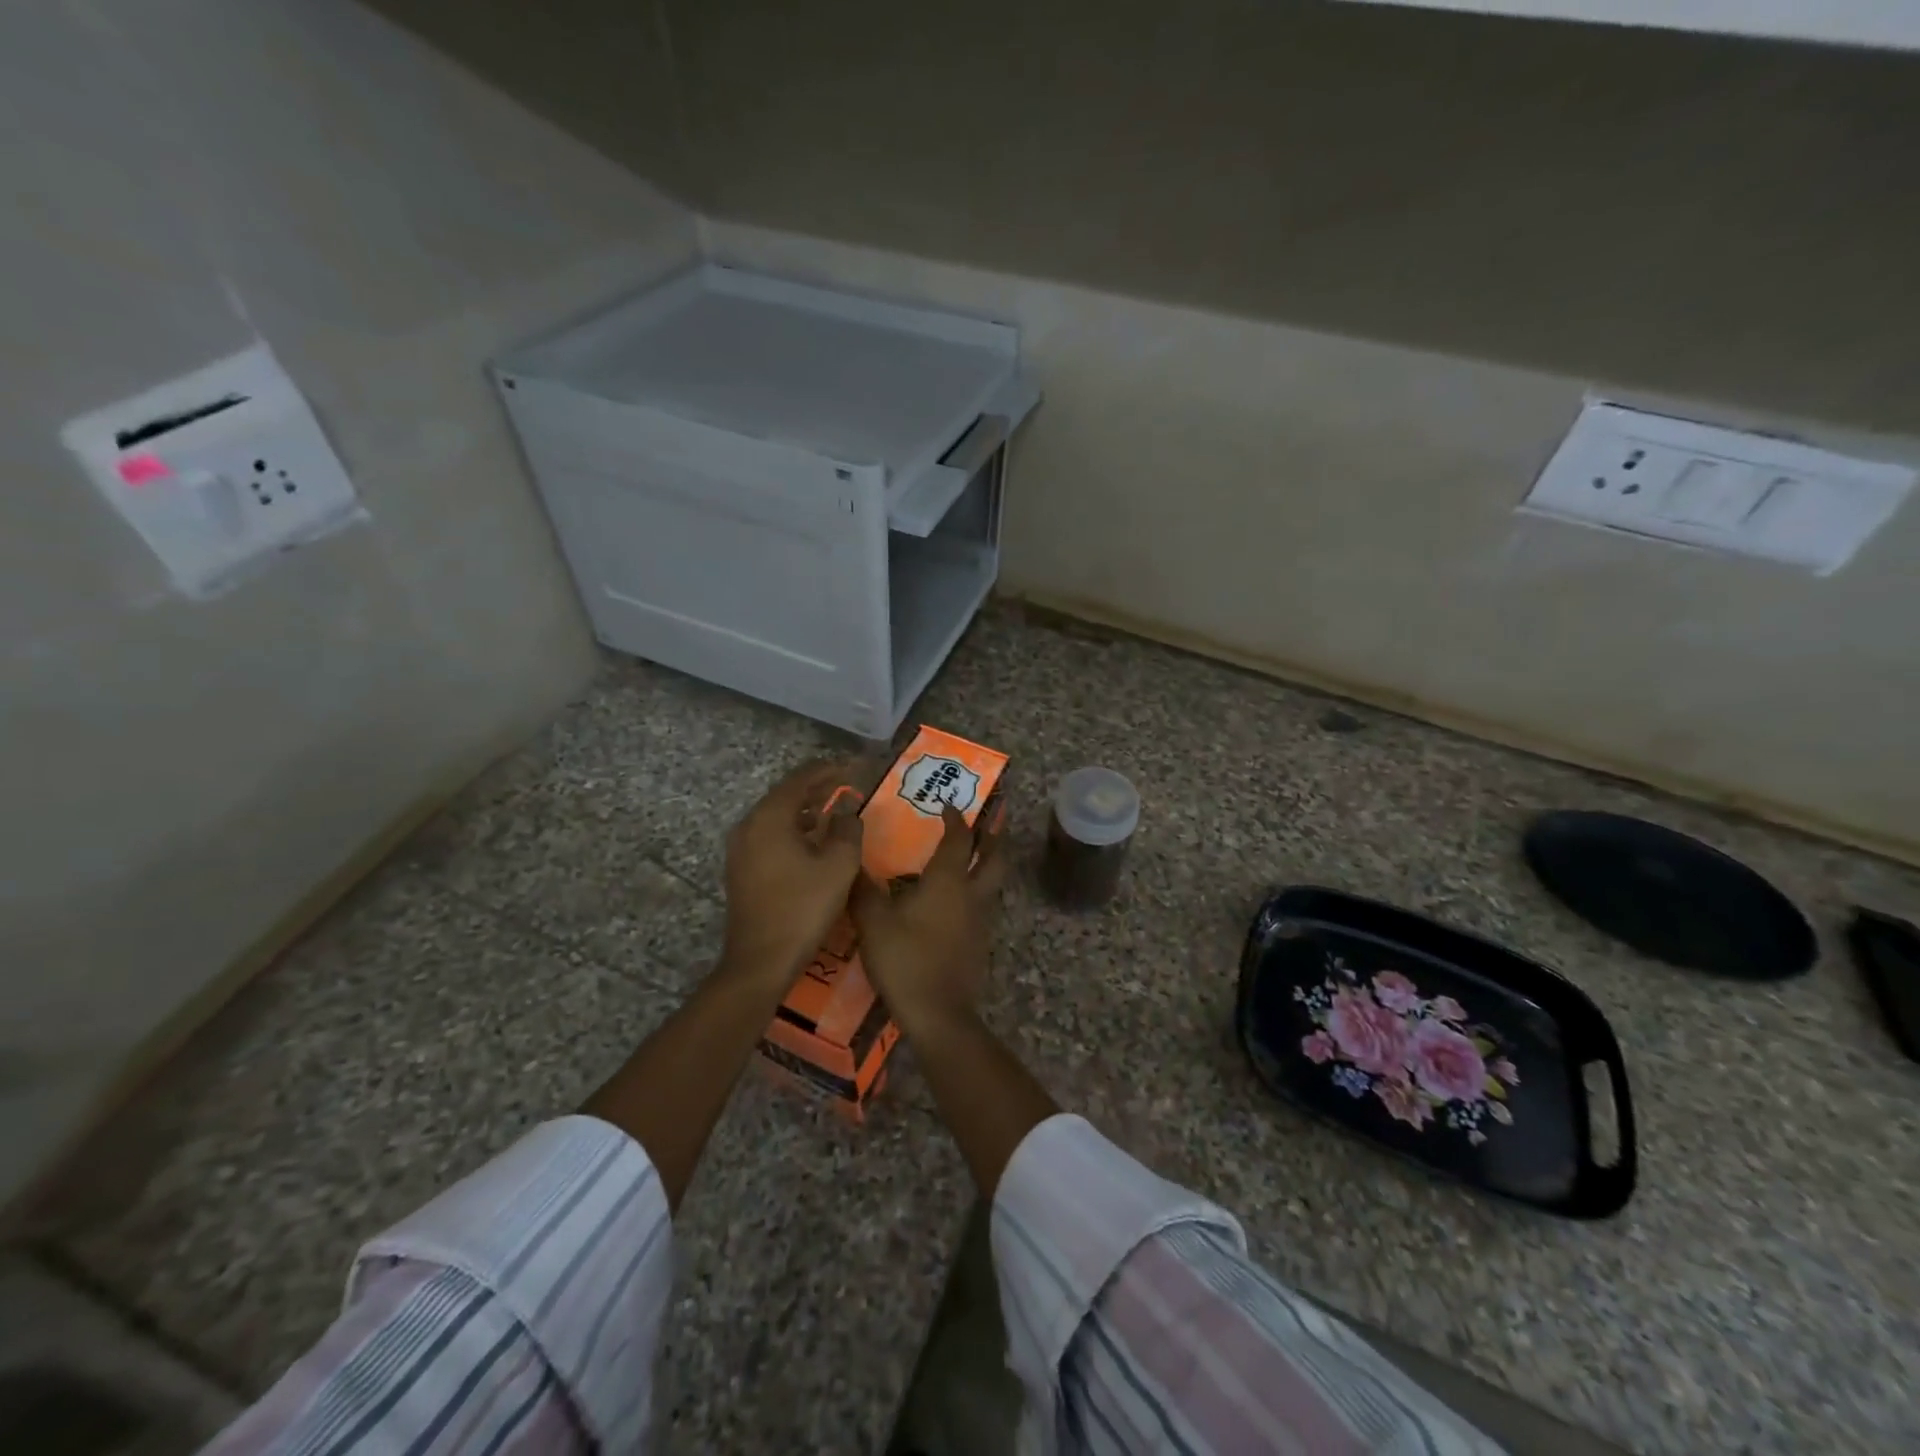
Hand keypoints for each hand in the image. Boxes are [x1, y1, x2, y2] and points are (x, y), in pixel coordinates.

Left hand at [719, 759, 863, 991]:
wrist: (760, 961)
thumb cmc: (803, 908)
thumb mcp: (838, 866)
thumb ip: (848, 830)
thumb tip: (847, 811)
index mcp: (770, 817)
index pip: (801, 779)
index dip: (829, 770)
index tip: (855, 768)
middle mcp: (749, 825)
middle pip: (785, 794)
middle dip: (817, 787)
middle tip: (846, 786)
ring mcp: (741, 848)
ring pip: (777, 816)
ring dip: (805, 809)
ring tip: (834, 810)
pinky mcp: (741, 869)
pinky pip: (770, 835)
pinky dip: (793, 829)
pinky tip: (813, 840)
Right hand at [850, 803, 1005, 1033]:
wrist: (939, 1014)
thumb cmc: (906, 960)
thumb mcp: (873, 922)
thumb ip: (862, 889)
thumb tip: (851, 862)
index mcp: (948, 881)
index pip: (959, 838)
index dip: (955, 818)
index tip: (948, 805)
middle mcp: (972, 894)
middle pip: (994, 857)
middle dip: (994, 836)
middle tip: (991, 820)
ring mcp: (981, 920)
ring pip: (993, 882)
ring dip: (988, 863)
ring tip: (974, 855)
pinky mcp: (979, 943)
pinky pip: (983, 905)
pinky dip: (977, 891)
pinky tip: (956, 901)